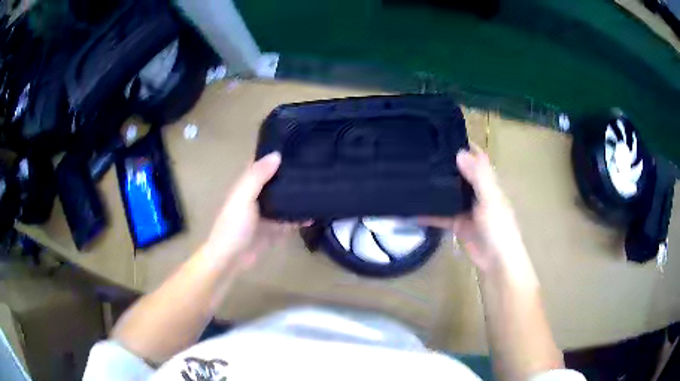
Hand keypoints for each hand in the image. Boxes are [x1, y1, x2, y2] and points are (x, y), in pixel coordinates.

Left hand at [203, 152, 308, 271]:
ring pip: (284, 201)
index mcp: (246, 186)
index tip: (295, 146)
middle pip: (275, 183)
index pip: (261, 166)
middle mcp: (257, 198)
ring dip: (297, 196)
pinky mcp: (274, 231)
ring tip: (319, 185)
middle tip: (314, 164)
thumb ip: (258, 177)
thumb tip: (277, 154)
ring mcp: (266, 215)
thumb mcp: (243, 197)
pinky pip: (290, 221)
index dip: (274, 156)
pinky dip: (300, 218)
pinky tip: (315, 213)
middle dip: (290, 175)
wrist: (231, 259)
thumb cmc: (234, 226)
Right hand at [420, 147, 526, 272]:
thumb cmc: (499, 228)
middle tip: (417, 152)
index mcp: (488, 181)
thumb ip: (478, 176)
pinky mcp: (457, 223)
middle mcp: (476, 190)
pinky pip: (440, 215)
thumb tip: (459, 152)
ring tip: (410, 174)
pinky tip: (409, 210)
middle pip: (459, 172)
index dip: (462, 144)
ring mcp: (466, 207)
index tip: (440, 134)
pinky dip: (426, 213)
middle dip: (443, 163)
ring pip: (447, 192)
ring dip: (434, 186)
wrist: (497, 261)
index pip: (476, 156)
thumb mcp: (491, 199)